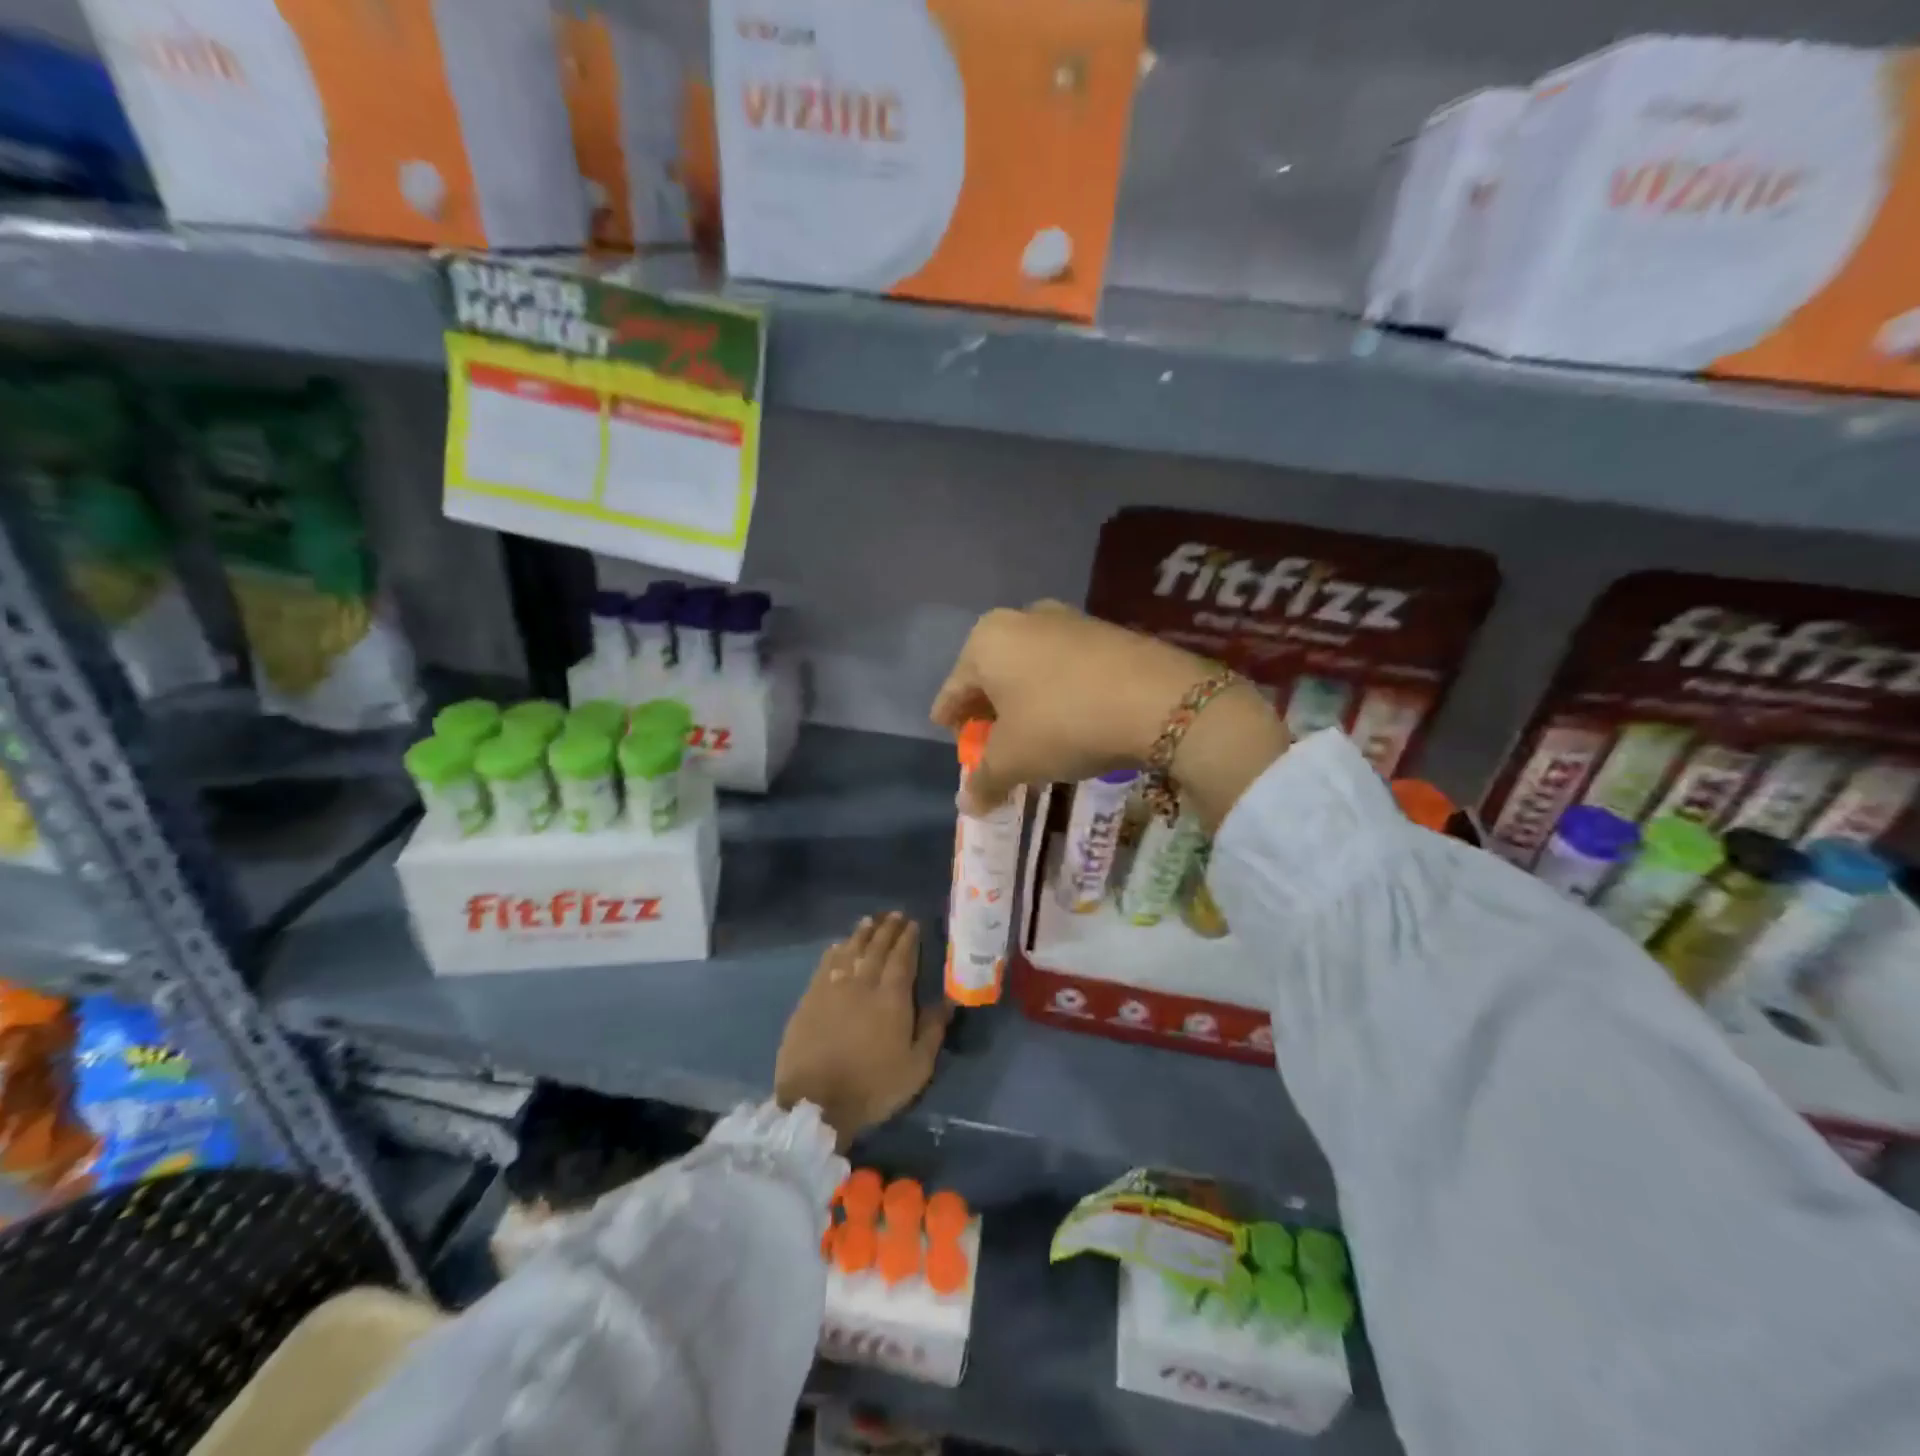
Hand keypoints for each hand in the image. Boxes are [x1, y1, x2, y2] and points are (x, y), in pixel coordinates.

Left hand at [775, 913, 952, 1148]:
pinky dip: (835, 950)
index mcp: (892, 997)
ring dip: (862, 933)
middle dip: (888, 929)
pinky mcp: (810, 998)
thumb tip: (949, 1001)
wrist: (814, 1103)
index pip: (902, 957)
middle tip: (895, 915)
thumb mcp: (916, 1068)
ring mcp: (833, 988)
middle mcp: (863, 983)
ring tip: (871, 920)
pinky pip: (826, 964)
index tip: (913, 923)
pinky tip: (840, 944)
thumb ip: (933, 1030)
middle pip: (876, 947)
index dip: (908, 938)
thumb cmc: (872, 1087)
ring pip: (850, 950)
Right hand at [931, 602, 1288, 830]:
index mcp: (987, 640)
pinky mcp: (1107, 631)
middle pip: (992, 673)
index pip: (954, 688)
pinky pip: (1066, 667)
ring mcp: (1068, 620)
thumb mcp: (1015, 760)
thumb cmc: (1064, 723)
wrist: (1159, 700)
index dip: (949, 718)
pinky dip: (1058, 692)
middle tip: (990, 740)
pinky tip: (1071, 718)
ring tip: (1032, 733)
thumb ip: (984, 780)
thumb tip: (967, 804)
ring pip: (1030, 668)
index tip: (950, 736)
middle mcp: (1023, 619)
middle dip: (989, 709)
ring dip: (1025, 700)